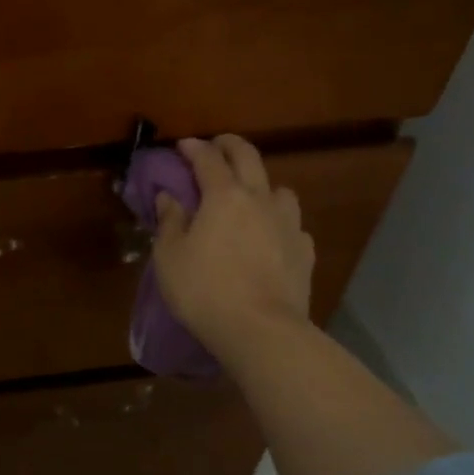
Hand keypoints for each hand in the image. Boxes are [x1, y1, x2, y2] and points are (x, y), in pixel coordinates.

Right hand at [151, 136, 314, 366]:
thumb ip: (170, 221)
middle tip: (217, 145)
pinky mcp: (305, 251)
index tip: (182, 145)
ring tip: (250, 196)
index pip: (208, 159)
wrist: (260, 329)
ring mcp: (288, 224)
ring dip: (262, 184)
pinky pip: (292, 224)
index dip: (193, 148)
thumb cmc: (203, 289)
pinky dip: (278, 221)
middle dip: (230, 146)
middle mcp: (260, 200)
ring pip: (279, 189)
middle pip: (249, 158)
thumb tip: (169, 197)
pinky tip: (271, 236)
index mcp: (224, 196)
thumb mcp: (169, 256)